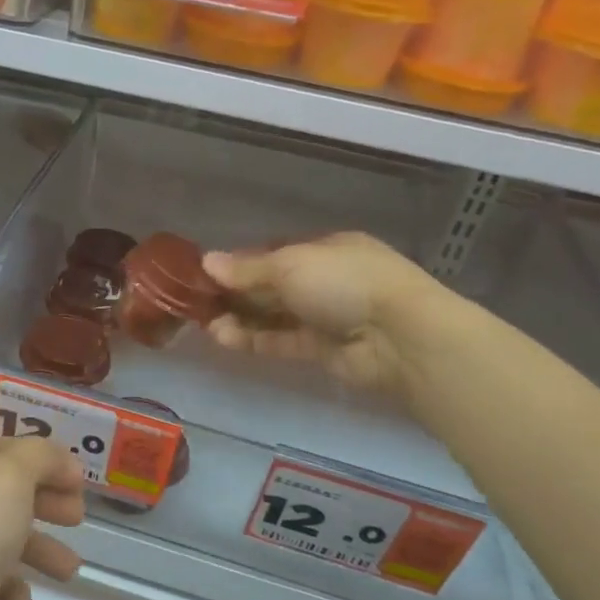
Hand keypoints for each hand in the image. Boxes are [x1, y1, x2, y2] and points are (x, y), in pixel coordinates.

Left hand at [0, 436, 84, 599]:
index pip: (4, 447)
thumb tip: (62, 460)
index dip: (45, 459)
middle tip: (77, 519)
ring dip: (38, 550)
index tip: (80, 483)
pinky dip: (9, 589)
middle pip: (3, 492)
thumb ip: (40, 457)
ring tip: (69, 572)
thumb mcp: (8, 479)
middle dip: (45, 503)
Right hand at [201, 233, 450, 400]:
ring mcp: (327, 316)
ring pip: (275, 316)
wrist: (400, 336)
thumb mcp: (289, 265)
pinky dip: (255, 339)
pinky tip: (225, 338)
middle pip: (272, 286)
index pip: (275, 254)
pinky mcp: (324, 349)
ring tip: (207, 324)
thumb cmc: (344, 282)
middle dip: (236, 293)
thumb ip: (246, 268)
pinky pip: (283, 341)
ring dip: (241, 319)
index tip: (208, 274)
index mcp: (326, 249)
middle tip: (199, 302)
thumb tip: (206, 261)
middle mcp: (327, 280)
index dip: (241, 263)